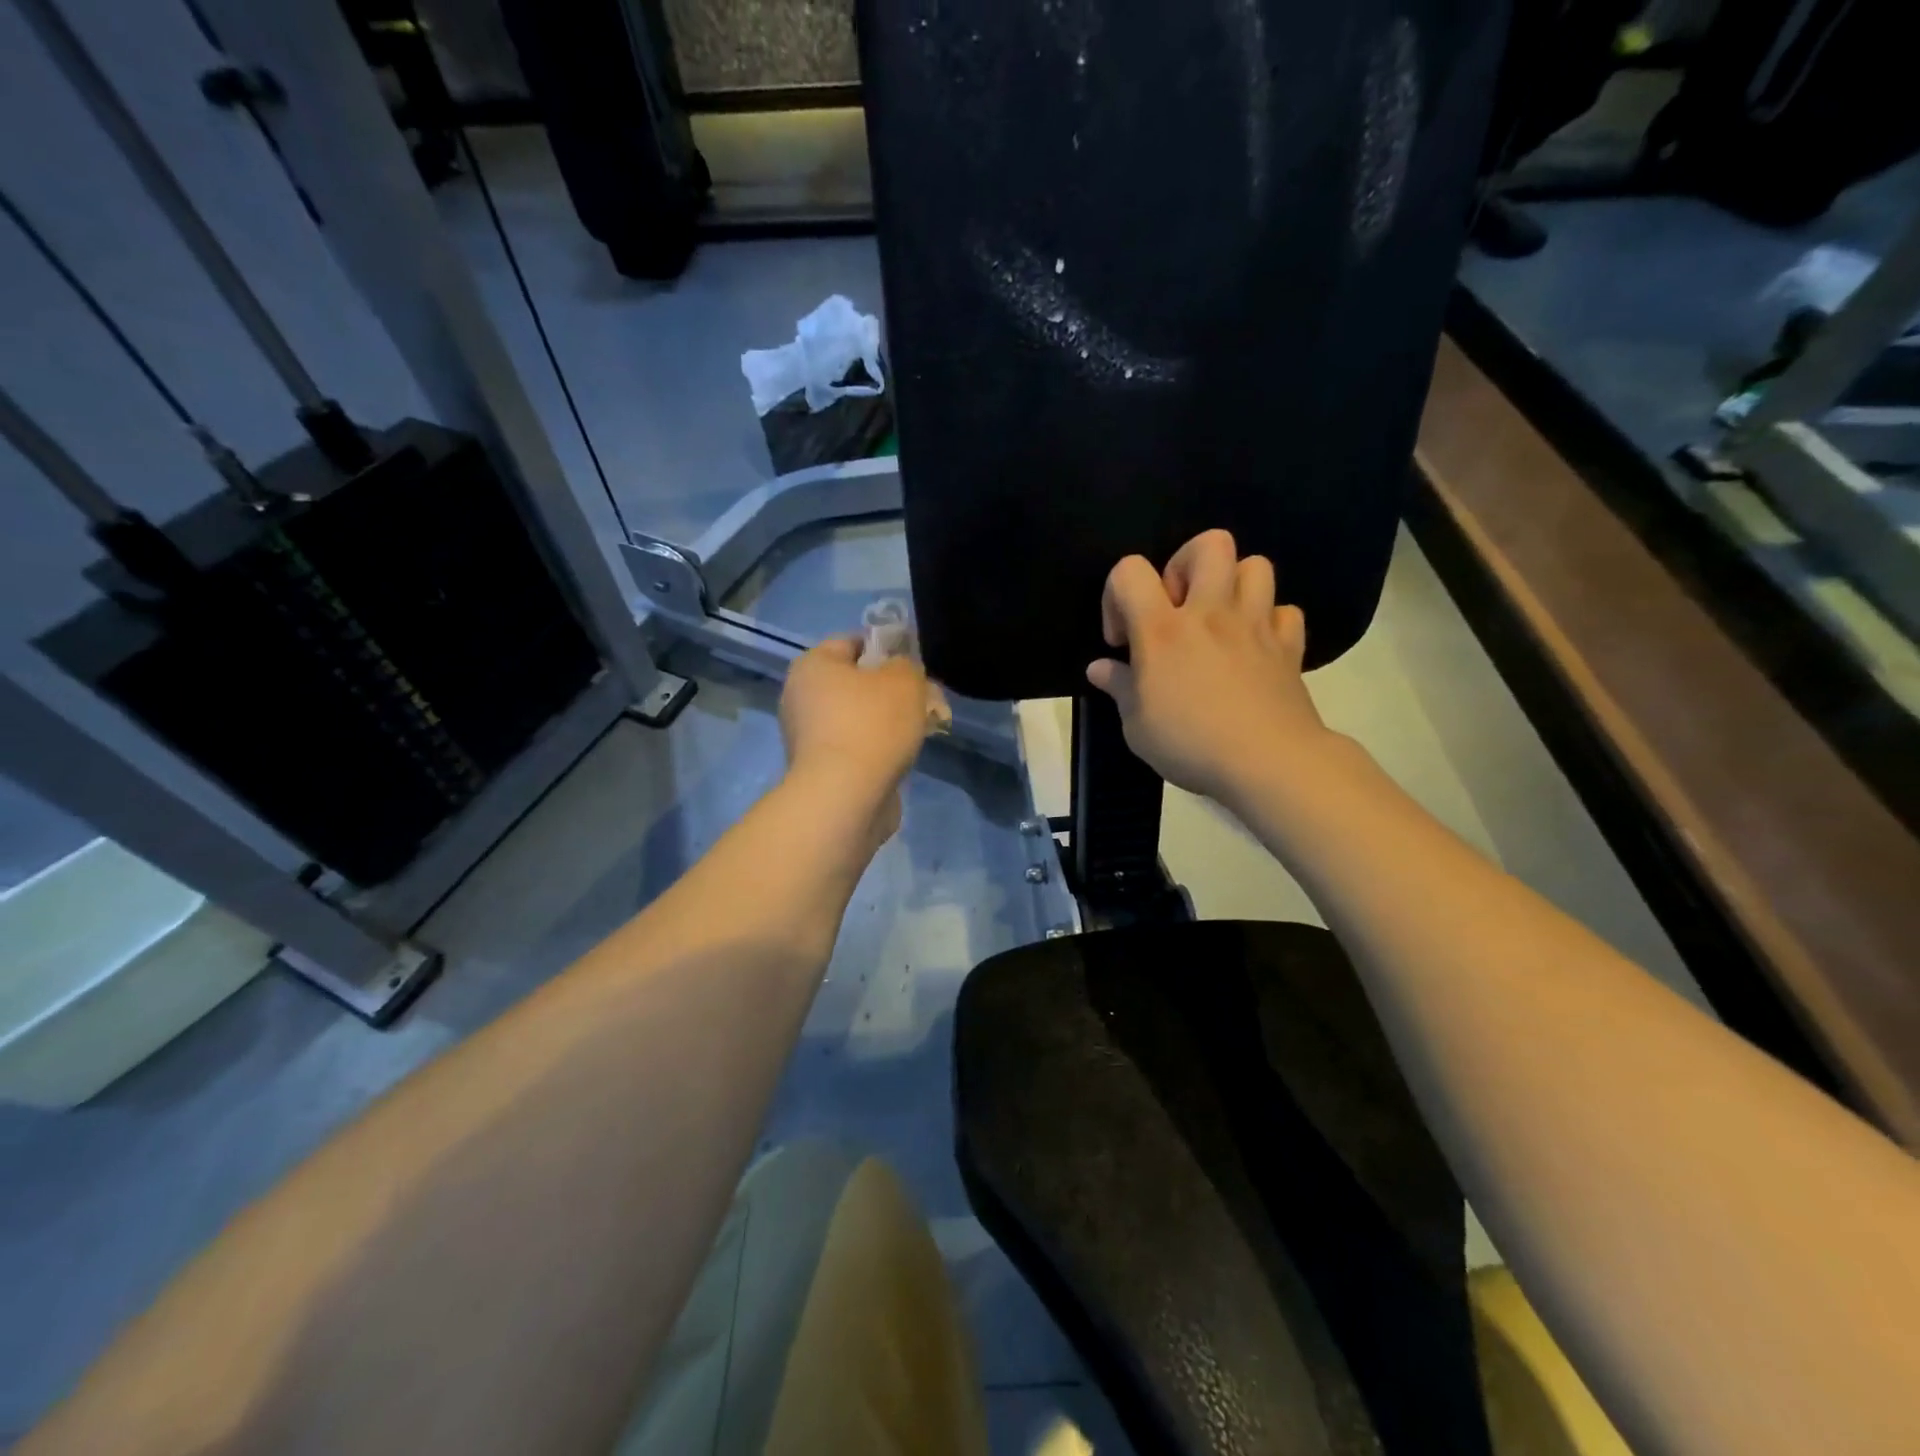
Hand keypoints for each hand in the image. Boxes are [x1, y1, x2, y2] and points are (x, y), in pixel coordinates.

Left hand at [780, 636, 932, 840]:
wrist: (846, 797)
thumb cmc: (873, 725)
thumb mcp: (904, 679)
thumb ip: (906, 665)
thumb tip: (898, 672)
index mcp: (812, 666)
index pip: (851, 642)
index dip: (886, 648)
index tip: (913, 666)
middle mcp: (801, 697)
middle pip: (855, 682)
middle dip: (891, 689)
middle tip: (924, 699)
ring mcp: (807, 736)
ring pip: (857, 716)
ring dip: (887, 721)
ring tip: (921, 729)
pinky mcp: (819, 769)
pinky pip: (855, 746)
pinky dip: (877, 748)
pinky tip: (902, 756)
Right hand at [1087, 529, 1336, 804]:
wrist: (1268, 763)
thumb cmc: (1191, 743)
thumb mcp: (1136, 726)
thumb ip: (1119, 687)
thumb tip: (1101, 668)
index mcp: (1163, 629)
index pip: (1130, 571)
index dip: (1117, 595)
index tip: (1123, 641)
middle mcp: (1211, 613)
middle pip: (1209, 544)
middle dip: (1185, 564)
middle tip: (1177, 608)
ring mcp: (1256, 625)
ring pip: (1255, 565)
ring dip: (1232, 585)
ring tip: (1218, 621)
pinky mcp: (1288, 646)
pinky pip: (1284, 611)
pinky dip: (1268, 622)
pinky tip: (1254, 647)